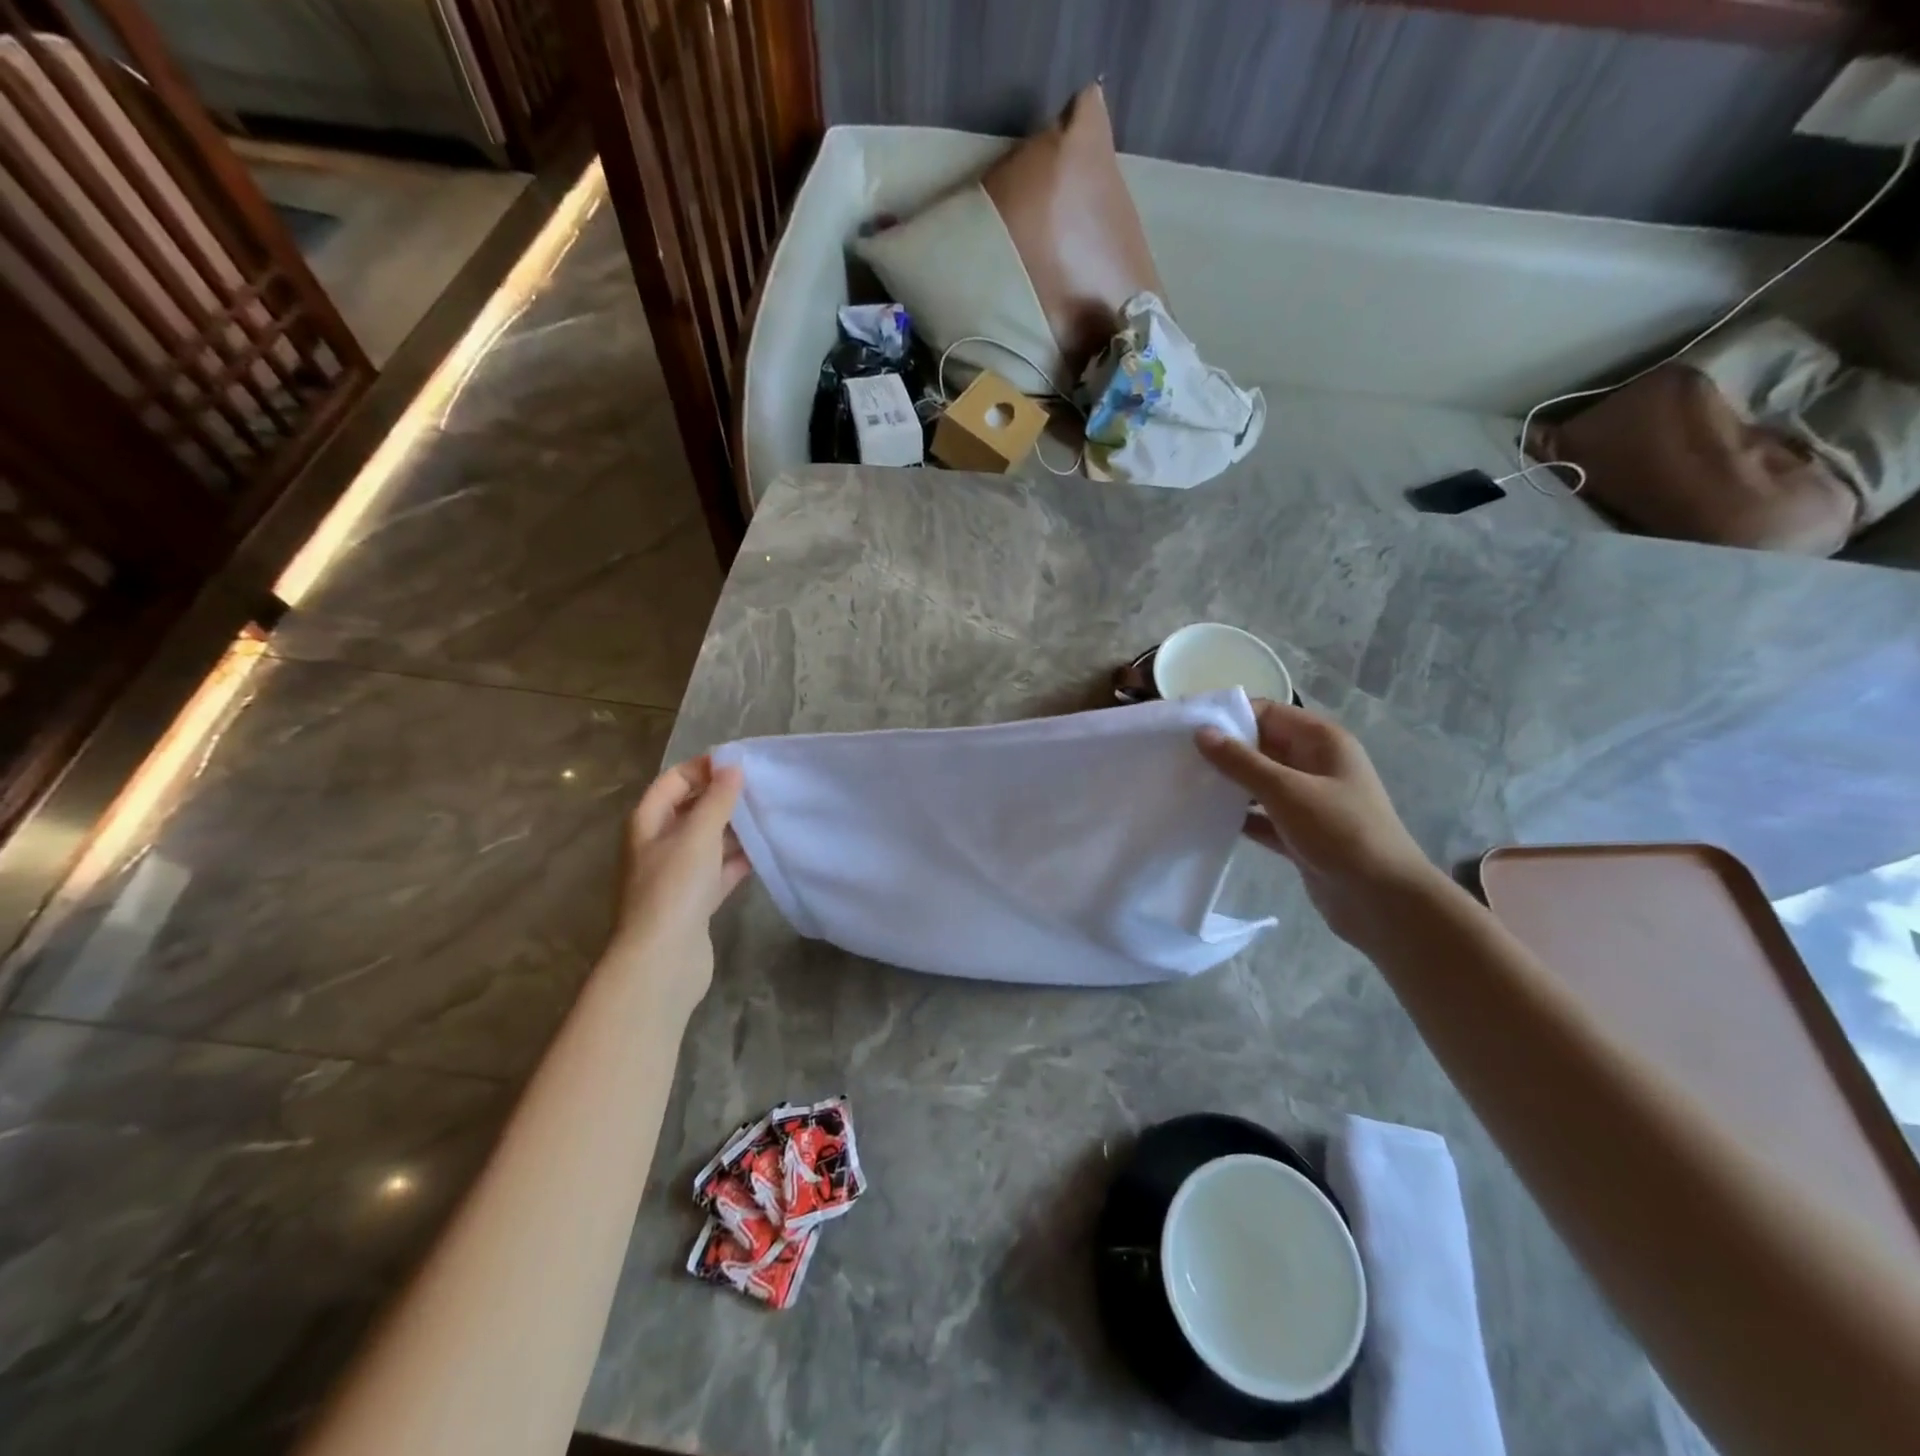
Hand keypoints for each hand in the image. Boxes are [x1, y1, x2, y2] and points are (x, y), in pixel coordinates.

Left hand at [606, 756, 750, 1009]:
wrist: (662, 960)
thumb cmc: (674, 889)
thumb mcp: (697, 835)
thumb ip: (717, 800)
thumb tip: (732, 768)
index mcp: (648, 823)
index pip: (674, 781)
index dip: (703, 769)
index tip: (740, 764)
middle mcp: (658, 845)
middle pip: (691, 810)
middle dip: (723, 798)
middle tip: (762, 788)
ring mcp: (677, 876)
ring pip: (708, 841)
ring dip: (734, 830)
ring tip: (769, 815)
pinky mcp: (695, 901)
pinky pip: (719, 870)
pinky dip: (738, 861)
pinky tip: (765, 852)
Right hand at [1196, 700, 1438, 945]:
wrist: (1383, 901)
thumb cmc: (1340, 832)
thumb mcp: (1287, 791)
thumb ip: (1241, 761)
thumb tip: (1201, 732)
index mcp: (1322, 741)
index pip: (1268, 713)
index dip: (1230, 715)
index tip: (1187, 725)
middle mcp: (1316, 764)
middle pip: (1261, 746)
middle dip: (1223, 750)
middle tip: (1176, 757)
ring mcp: (1308, 800)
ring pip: (1258, 782)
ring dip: (1228, 784)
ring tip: (1184, 785)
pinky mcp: (1298, 833)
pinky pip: (1261, 815)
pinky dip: (1238, 816)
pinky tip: (1205, 818)